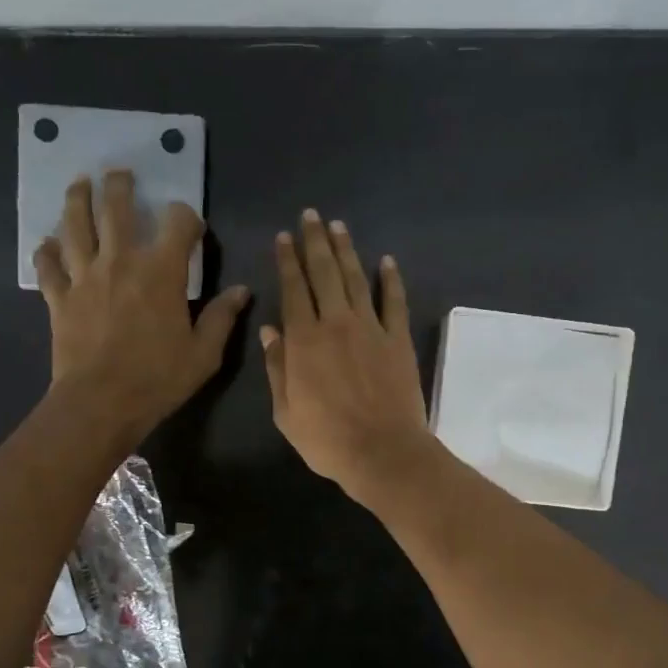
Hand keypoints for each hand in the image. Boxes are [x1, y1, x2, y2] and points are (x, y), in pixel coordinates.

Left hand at [35, 171, 249, 443]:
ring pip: (75, 226)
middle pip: (116, 209)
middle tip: (119, 173)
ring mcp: (84, 277)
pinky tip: (47, 243)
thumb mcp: (205, 353)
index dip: (186, 217)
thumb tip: (242, 290)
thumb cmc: (159, 378)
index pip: (177, 224)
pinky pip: (48, 265)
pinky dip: (46, 251)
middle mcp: (120, 261)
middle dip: (120, 186)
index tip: (190, 225)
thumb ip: (222, 317)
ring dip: (76, 200)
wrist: (102, 402)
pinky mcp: (59, 297)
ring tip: (78, 183)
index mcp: (162, 272)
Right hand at [261, 209, 432, 504]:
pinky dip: (391, 279)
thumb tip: (269, 330)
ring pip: (356, 279)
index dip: (287, 261)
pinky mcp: (399, 340)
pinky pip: (395, 302)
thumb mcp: (286, 412)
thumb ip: (277, 368)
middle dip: (314, 242)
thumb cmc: (327, 439)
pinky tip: (386, 261)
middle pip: (323, 273)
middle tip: (310, 216)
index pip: (293, 289)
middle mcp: (336, 324)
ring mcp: (371, 328)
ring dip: (346, 250)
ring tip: (338, 226)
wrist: (382, 452)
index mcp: (303, 340)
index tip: (284, 238)